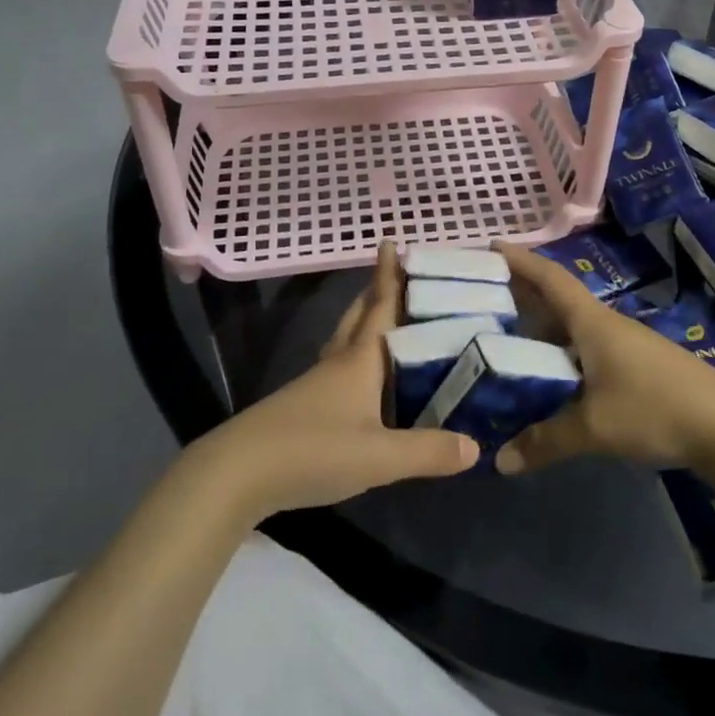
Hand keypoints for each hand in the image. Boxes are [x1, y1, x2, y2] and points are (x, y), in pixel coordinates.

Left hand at [198, 242, 478, 519]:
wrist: (238, 474)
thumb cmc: (314, 450)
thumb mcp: (379, 456)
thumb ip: (427, 451)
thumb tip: (475, 446)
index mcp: (359, 360)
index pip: (380, 307)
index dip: (389, 276)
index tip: (392, 241)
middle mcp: (337, 363)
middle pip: (359, 317)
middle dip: (376, 292)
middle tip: (398, 274)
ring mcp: (316, 384)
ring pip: (345, 340)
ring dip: (364, 322)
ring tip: (385, 318)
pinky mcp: (304, 407)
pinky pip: (338, 368)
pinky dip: (356, 357)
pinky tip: (364, 377)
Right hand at [493, 243, 714, 481]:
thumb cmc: (655, 410)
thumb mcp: (595, 428)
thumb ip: (545, 440)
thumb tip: (498, 460)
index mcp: (592, 323)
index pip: (549, 279)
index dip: (519, 260)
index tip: (489, 247)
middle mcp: (605, 324)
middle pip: (556, 299)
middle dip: (521, 294)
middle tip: (481, 297)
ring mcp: (624, 344)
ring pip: (572, 326)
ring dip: (540, 326)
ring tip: (504, 336)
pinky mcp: (636, 365)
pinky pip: (586, 347)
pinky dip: (560, 351)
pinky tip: (549, 373)